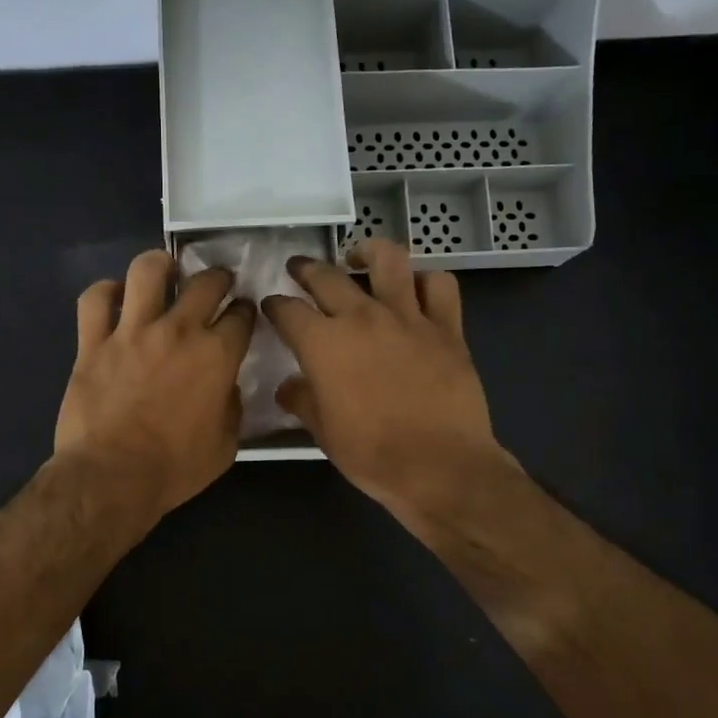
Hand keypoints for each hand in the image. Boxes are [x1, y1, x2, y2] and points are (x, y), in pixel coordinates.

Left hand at [55, 249, 254, 521]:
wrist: (112, 477)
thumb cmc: (174, 468)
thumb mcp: (226, 444)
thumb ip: (232, 406)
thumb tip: (226, 385)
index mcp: (216, 356)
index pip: (241, 315)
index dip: (246, 311)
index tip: (243, 314)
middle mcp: (178, 331)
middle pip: (205, 282)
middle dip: (218, 277)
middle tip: (215, 285)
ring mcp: (132, 332)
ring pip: (147, 271)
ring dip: (161, 265)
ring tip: (165, 270)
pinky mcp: (93, 342)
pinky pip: (95, 300)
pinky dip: (105, 292)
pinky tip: (114, 296)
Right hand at [262, 239, 513, 523]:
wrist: (439, 466)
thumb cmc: (372, 453)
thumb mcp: (323, 432)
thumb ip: (303, 401)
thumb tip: (289, 386)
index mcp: (323, 343)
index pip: (287, 310)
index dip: (274, 305)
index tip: (271, 306)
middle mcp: (362, 317)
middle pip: (327, 276)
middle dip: (306, 269)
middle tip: (300, 269)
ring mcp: (408, 317)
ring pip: (388, 260)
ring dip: (368, 251)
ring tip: (359, 256)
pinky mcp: (446, 328)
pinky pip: (439, 286)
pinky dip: (426, 280)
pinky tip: (417, 288)